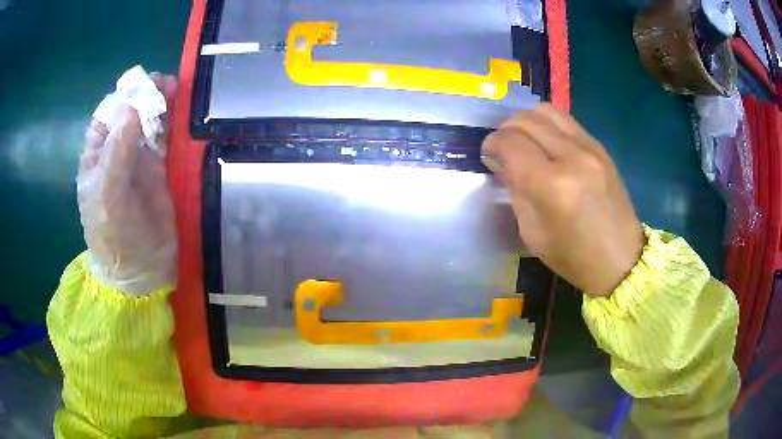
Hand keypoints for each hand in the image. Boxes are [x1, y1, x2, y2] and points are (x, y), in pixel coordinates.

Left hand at [77, 74, 177, 295]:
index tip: (140, 87)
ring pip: (149, 121)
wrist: (140, 269)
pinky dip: (172, 123)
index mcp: (96, 155)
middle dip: (145, 95)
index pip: (107, 115)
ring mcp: (138, 159)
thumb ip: (117, 152)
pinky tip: (179, 112)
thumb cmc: (113, 236)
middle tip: (163, 85)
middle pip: (130, 112)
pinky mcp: (158, 168)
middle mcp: (116, 152)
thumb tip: (133, 108)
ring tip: (175, 90)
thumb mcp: (108, 195)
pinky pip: (164, 138)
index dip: (123, 97)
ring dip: (161, 103)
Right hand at [482, 104, 643, 296]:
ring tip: (526, 142)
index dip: (491, 144)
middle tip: (504, 150)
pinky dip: (549, 126)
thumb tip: (502, 162)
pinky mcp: (601, 147)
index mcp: (551, 185)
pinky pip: (566, 121)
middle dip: (506, 130)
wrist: (621, 259)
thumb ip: (515, 190)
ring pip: (546, 111)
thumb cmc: (574, 257)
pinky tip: (549, 146)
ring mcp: (590, 148)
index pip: (510, 142)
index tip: (488, 155)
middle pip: (526, 120)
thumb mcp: (533, 233)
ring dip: (528, 122)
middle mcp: (572, 157)